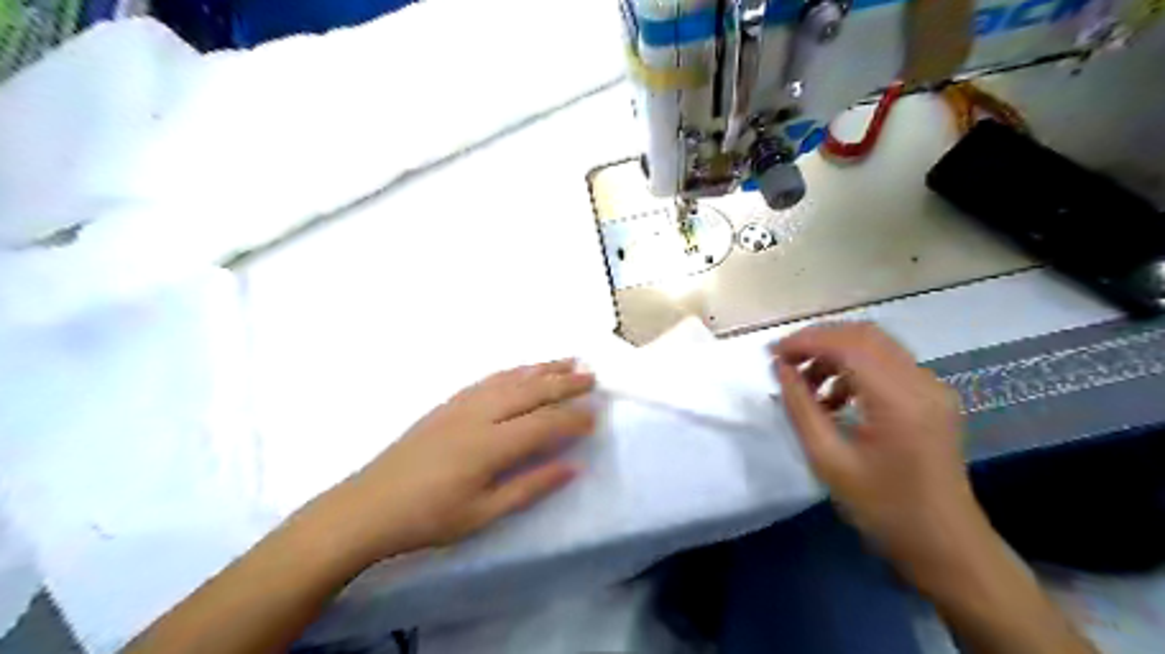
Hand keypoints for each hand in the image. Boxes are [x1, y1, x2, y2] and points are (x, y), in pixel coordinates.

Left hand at [304, 358, 595, 566]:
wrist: (368, 506)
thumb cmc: (428, 518)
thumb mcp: (483, 514)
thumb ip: (530, 487)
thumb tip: (573, 467)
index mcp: (490, 445)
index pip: (544, 424)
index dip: (573, 419)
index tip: (596, 417)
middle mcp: (479, 415)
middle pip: (531, 391)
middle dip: (565, 383)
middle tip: (592, 377)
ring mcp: (461, 405)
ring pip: (511, 379)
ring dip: (542, 368)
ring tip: (568, 360)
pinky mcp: (448, 404)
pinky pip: (488, 379)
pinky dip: (513, 371)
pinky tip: (524, 369)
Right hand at [777, 322, 984, 581]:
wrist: (945, 545)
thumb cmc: (883, 509)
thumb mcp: (829, 461)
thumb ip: (801, 408)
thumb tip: (781, 369)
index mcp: (899, 400)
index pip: (848, 345)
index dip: (806, 341)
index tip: (772, 354)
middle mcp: (922, 383)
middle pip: (864, 335)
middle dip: (818, 340)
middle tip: (785, 361)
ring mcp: (933, 388)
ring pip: (876, 345)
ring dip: (836, 353)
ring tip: (805, 383)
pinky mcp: (933, 397)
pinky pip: (888, 364)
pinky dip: (854, 368)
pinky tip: (834, 398)